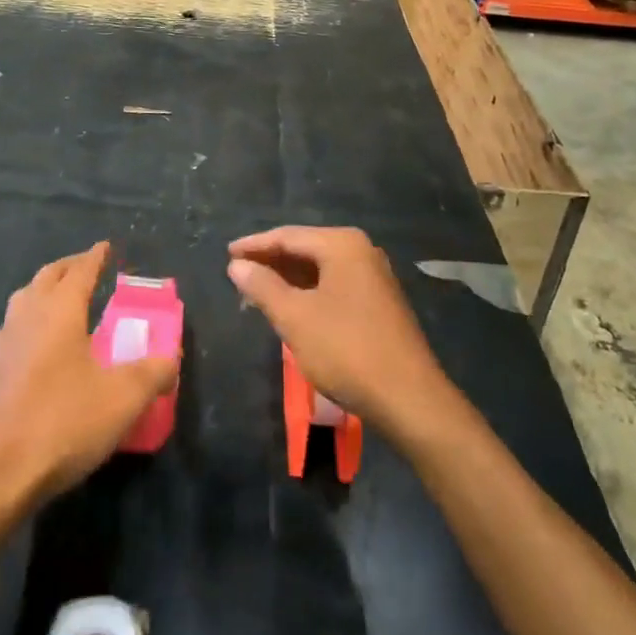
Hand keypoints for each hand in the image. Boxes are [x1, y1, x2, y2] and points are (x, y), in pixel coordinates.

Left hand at [0, 242, 177, 505]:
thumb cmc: (64, 422)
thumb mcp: (123, 398)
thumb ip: (153, 373)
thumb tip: (171, 358)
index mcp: (59, 312)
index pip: (79, 272)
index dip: (95, 257)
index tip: (105, 246)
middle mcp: (28, 317)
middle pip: (46, 278)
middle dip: (68, 267)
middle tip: (87, 267)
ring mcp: (6, 345)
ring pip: (24, 299)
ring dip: (44, 289)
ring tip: (62, 298)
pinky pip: (14, 328)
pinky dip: (30, 319)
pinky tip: (38, 342)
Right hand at [227, 226, 453, 442]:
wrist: (409, 398)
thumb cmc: (346, 350)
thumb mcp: (295, 317)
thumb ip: (263, 287)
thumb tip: (237, 264)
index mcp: (342, 244)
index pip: (288, 236)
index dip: (254, 245)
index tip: (226, 254)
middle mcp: (361, 251)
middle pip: (305, 248)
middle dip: (271, 262)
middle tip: (238, 275)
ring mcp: (374, 276)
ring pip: (320, 268)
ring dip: (288, 279)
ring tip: (257, 292)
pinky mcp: (379, 301)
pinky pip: (334, 284)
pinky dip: (308, 291)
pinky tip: (291, 307)